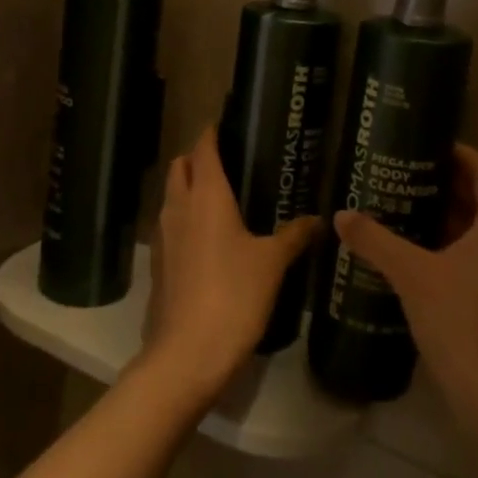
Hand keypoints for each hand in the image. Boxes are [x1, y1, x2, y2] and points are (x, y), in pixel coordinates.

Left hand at [139, 129, 323, 402]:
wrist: (187, 353)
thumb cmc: (234, 295)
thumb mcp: (272, 263)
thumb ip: (294, 236)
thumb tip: (318, 219)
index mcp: (206, 195)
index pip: (204, 148)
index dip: (213, 132)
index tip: (227, 124)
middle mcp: (178, 206)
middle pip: (181, 166)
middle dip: (198, 157)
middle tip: (229, 162)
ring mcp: (164, 235)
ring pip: (172, 195)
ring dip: (189, 188)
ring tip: (222, 198)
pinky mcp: (159, 263)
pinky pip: (171, 225)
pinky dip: (185, 219)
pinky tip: (210, 238)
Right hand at [333, 143, 477, 430]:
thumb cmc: (461, 322)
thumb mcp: (412, 274)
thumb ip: (376, 240)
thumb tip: (341, 215)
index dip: (458, 153)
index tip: (426, 143)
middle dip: (445, 185)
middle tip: (404, 174)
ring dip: (446, 218)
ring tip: (403, 208)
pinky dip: (451, 246)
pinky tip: (416, 255)